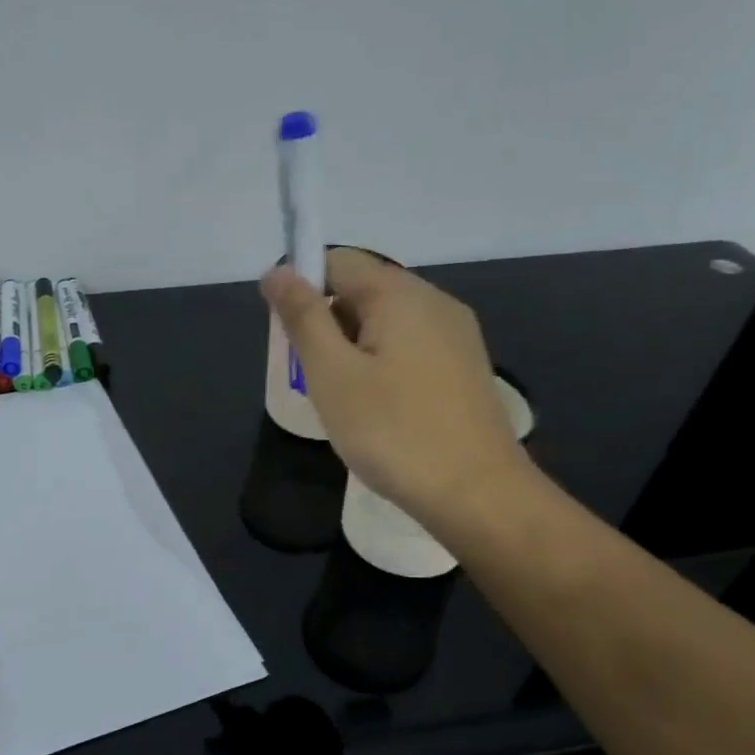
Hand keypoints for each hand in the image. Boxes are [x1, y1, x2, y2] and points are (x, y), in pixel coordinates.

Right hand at [261, 248, 534, 527]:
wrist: (477, 494)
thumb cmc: (393, 432)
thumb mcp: (332, 375)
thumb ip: (302, 318)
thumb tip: (277, 271)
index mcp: (400, 294)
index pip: (337, 261)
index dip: (301, 286)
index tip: (286, 335)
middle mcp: (434, 301)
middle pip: (363, 289)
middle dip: (326, 322)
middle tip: (313, 378)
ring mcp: (456, 335)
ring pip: (386, 322)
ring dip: (352, 348)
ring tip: (344, 400)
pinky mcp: (464, 367)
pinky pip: (409, 347)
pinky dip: (380, 364)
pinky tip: (378, 409)